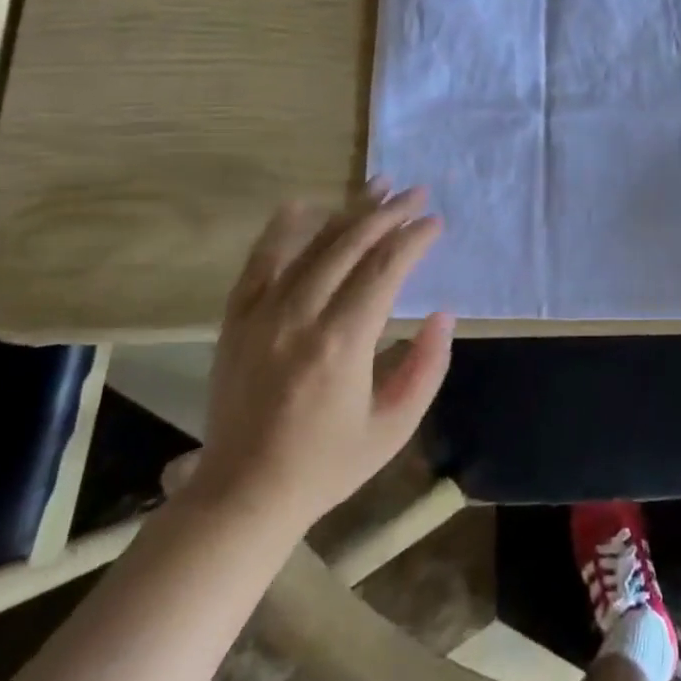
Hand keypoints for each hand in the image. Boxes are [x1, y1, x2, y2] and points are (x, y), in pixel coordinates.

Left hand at [184, 181, 454, 540]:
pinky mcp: (237, 321)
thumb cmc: (328, 463)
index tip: (436, 222)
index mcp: (342, 344)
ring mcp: (262, 316)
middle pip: (350, 246)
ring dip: (348, 212)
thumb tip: (443, 315)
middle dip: (388, 214)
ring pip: (311, 246)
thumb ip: (426, 366)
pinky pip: (260, 262)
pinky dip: (282, 230)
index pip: (385, 270)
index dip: (414, 239)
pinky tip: (303, 205)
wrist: (243, 494)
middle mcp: (300, 317)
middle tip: (415, 193)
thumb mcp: (395, 426)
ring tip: (377, 185)